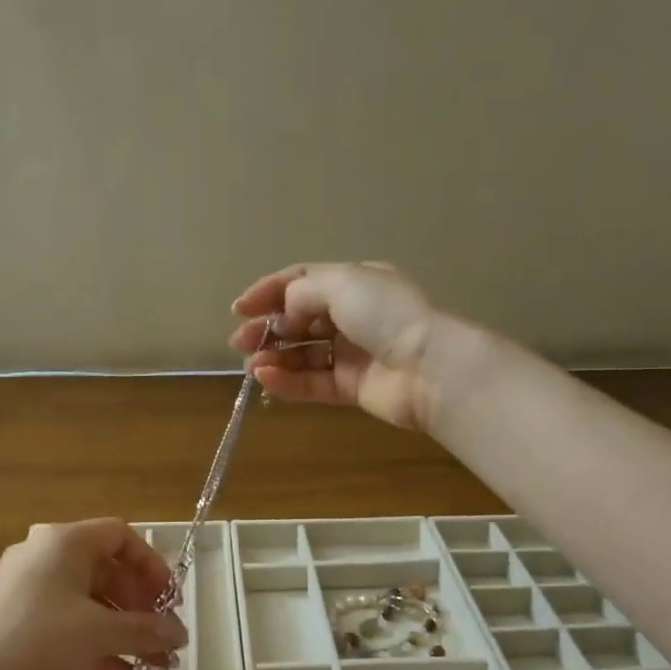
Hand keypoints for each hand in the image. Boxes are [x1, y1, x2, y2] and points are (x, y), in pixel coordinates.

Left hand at [0, 519, 187, 669]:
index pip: (121, 537)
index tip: (171, 600)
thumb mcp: (97, 632)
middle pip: (109, 575)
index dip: (153, 566)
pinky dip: (99, 649)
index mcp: (65, 542)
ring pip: (92, 607)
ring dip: (126, 637)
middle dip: (142, 612)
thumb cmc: (34, 639)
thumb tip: (180, 634)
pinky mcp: (20, 624)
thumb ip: (144, 630)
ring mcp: (32, 592)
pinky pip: (71, 628)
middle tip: (167, 642)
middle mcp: (48, 557)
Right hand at [229, 262, 444, 431]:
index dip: (269, 292)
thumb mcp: (342, 284)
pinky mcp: (352, 387)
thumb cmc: (386, 315)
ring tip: (251, 365)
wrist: (429, 368)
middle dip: (267, 329)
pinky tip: (266, 379)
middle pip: (299, 320)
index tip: (240, 308)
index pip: (303, 282)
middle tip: (240, 341)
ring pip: (303, 354)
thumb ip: (303, 293)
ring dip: (274, 358)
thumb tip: (285, 312)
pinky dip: (288, 381)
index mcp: (354, 283)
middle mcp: (352, 316)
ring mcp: (352, 353)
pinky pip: (312, 382)